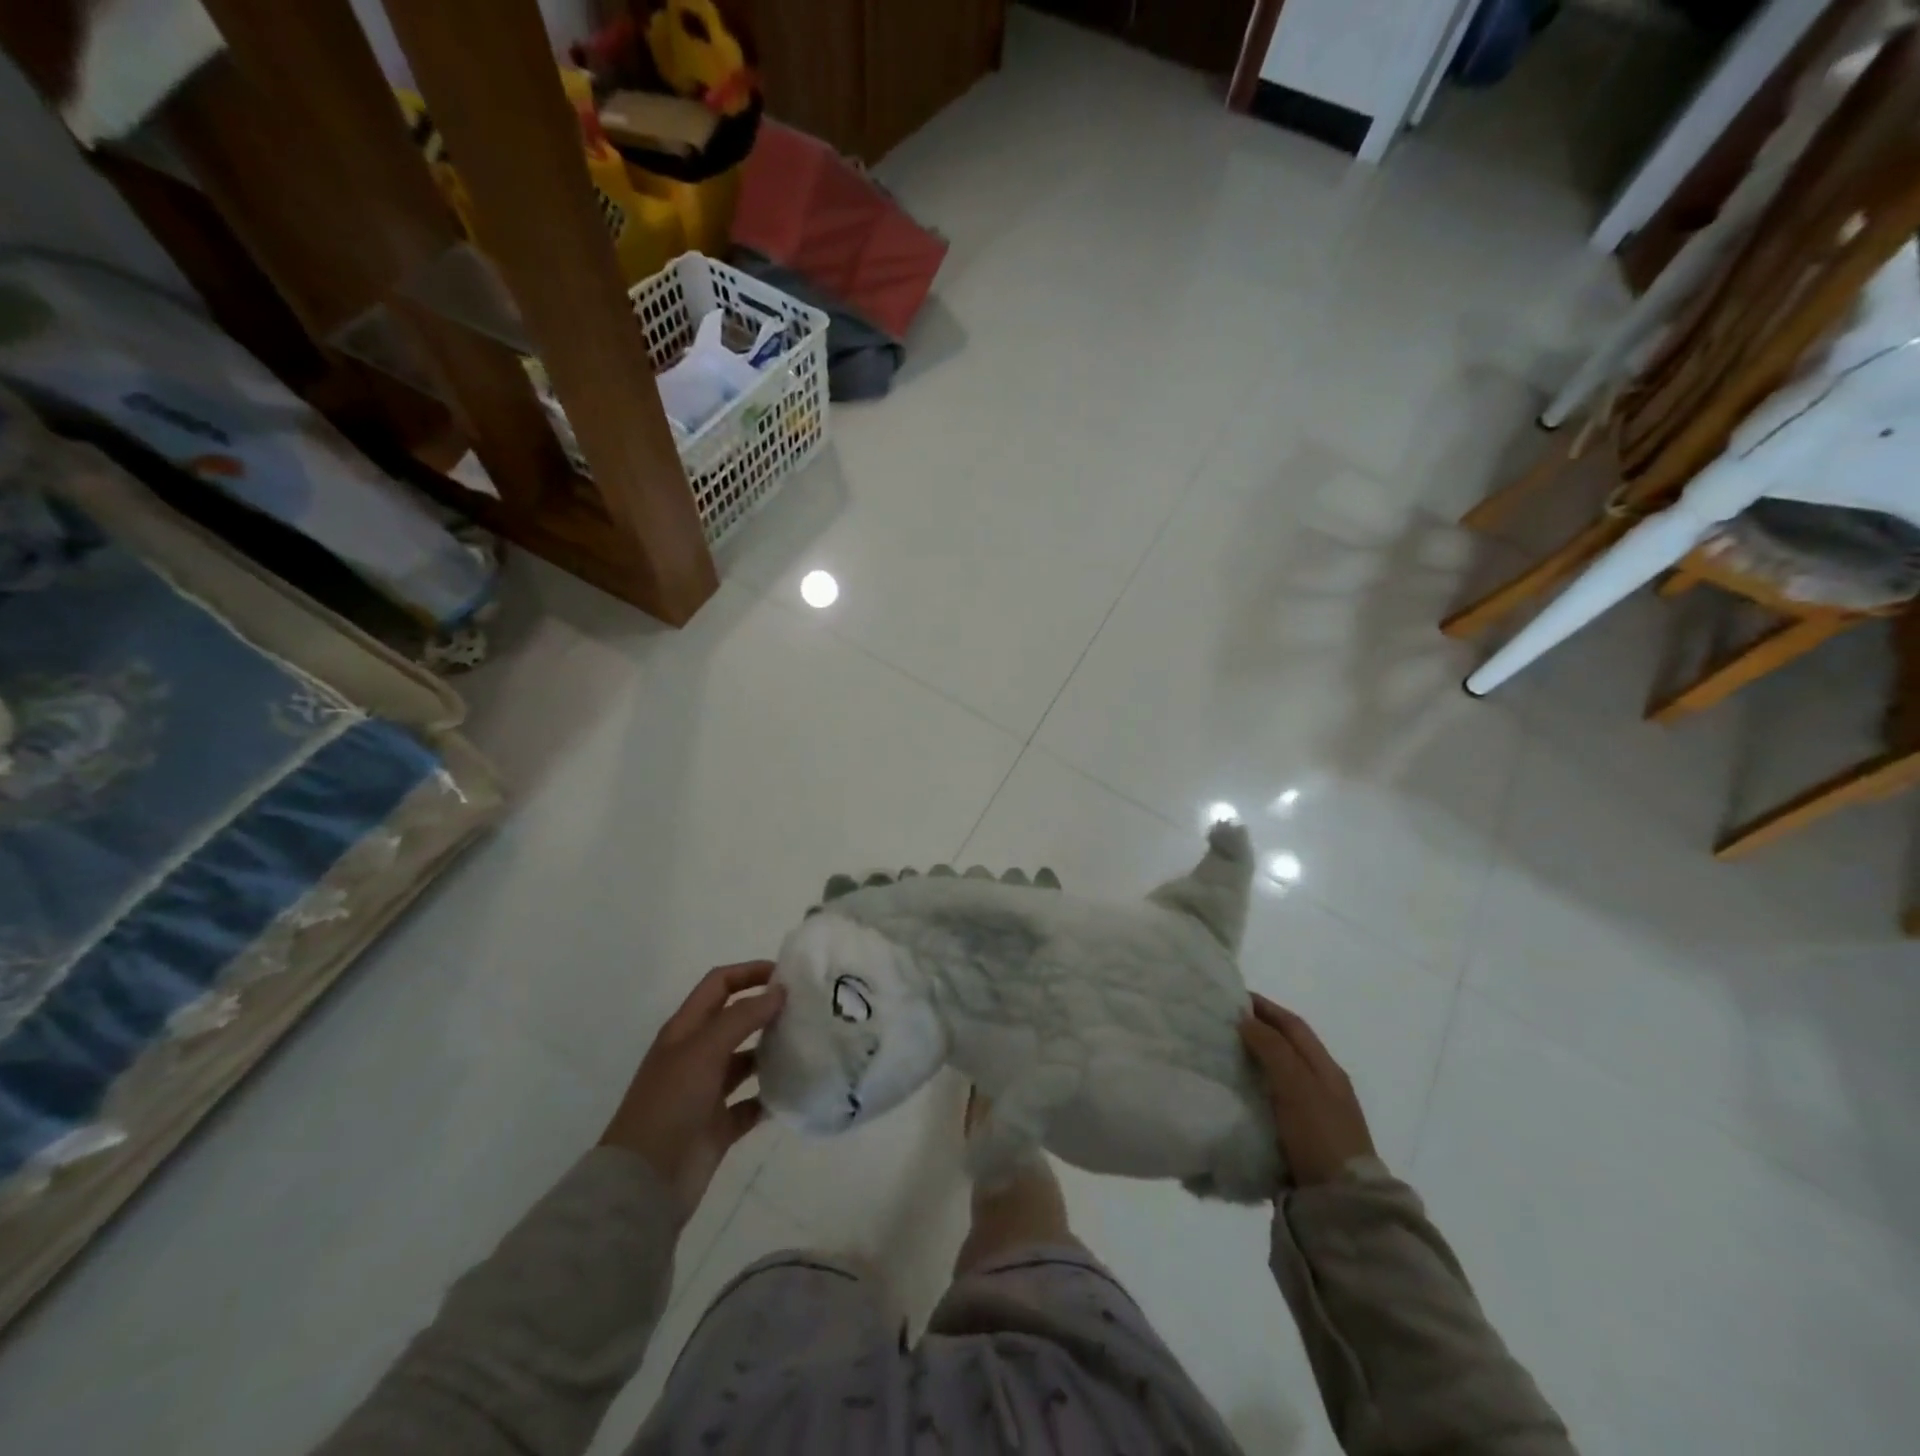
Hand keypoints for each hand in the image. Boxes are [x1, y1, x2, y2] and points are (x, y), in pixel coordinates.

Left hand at [601, 961, 785, 1224]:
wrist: (644, 1183)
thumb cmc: (670, 1104)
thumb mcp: (704, 1050)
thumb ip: (743, 1017)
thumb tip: (779, 991)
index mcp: (685, 1030)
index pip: (719, 985)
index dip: (749, 972)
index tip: (787, 974)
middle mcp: (696, 1055)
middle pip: (735, 1020)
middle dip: (767, 1010)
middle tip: (807, 1008)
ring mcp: (707, 1092)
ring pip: (746, 1060)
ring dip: (772, 1051)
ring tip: (807, 1045)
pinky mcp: (719, 1125)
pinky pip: (752, 1103)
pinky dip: (771, 1096)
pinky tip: (795, 1090)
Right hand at [1240, 994, 1375, 1185]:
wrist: (1343, 1205)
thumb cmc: (1320, 1136)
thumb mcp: (1296, 1086)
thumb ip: (1272, 1050)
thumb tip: (1245, 1020)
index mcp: (1326, 1069)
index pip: (1293, 1026)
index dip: (1265, 1007)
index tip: (1232, 997)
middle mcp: (1323, 1086)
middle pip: (1288, 1047)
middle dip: (1258, 1030)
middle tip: (1221, 1023)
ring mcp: (1315, 1114)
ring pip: (1280, 1073)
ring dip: (1255, 1059)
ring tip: (1222, 1053)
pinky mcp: (1302, 1138)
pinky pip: (1274, 1099)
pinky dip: (1255, 1087)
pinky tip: (1235, 1092)